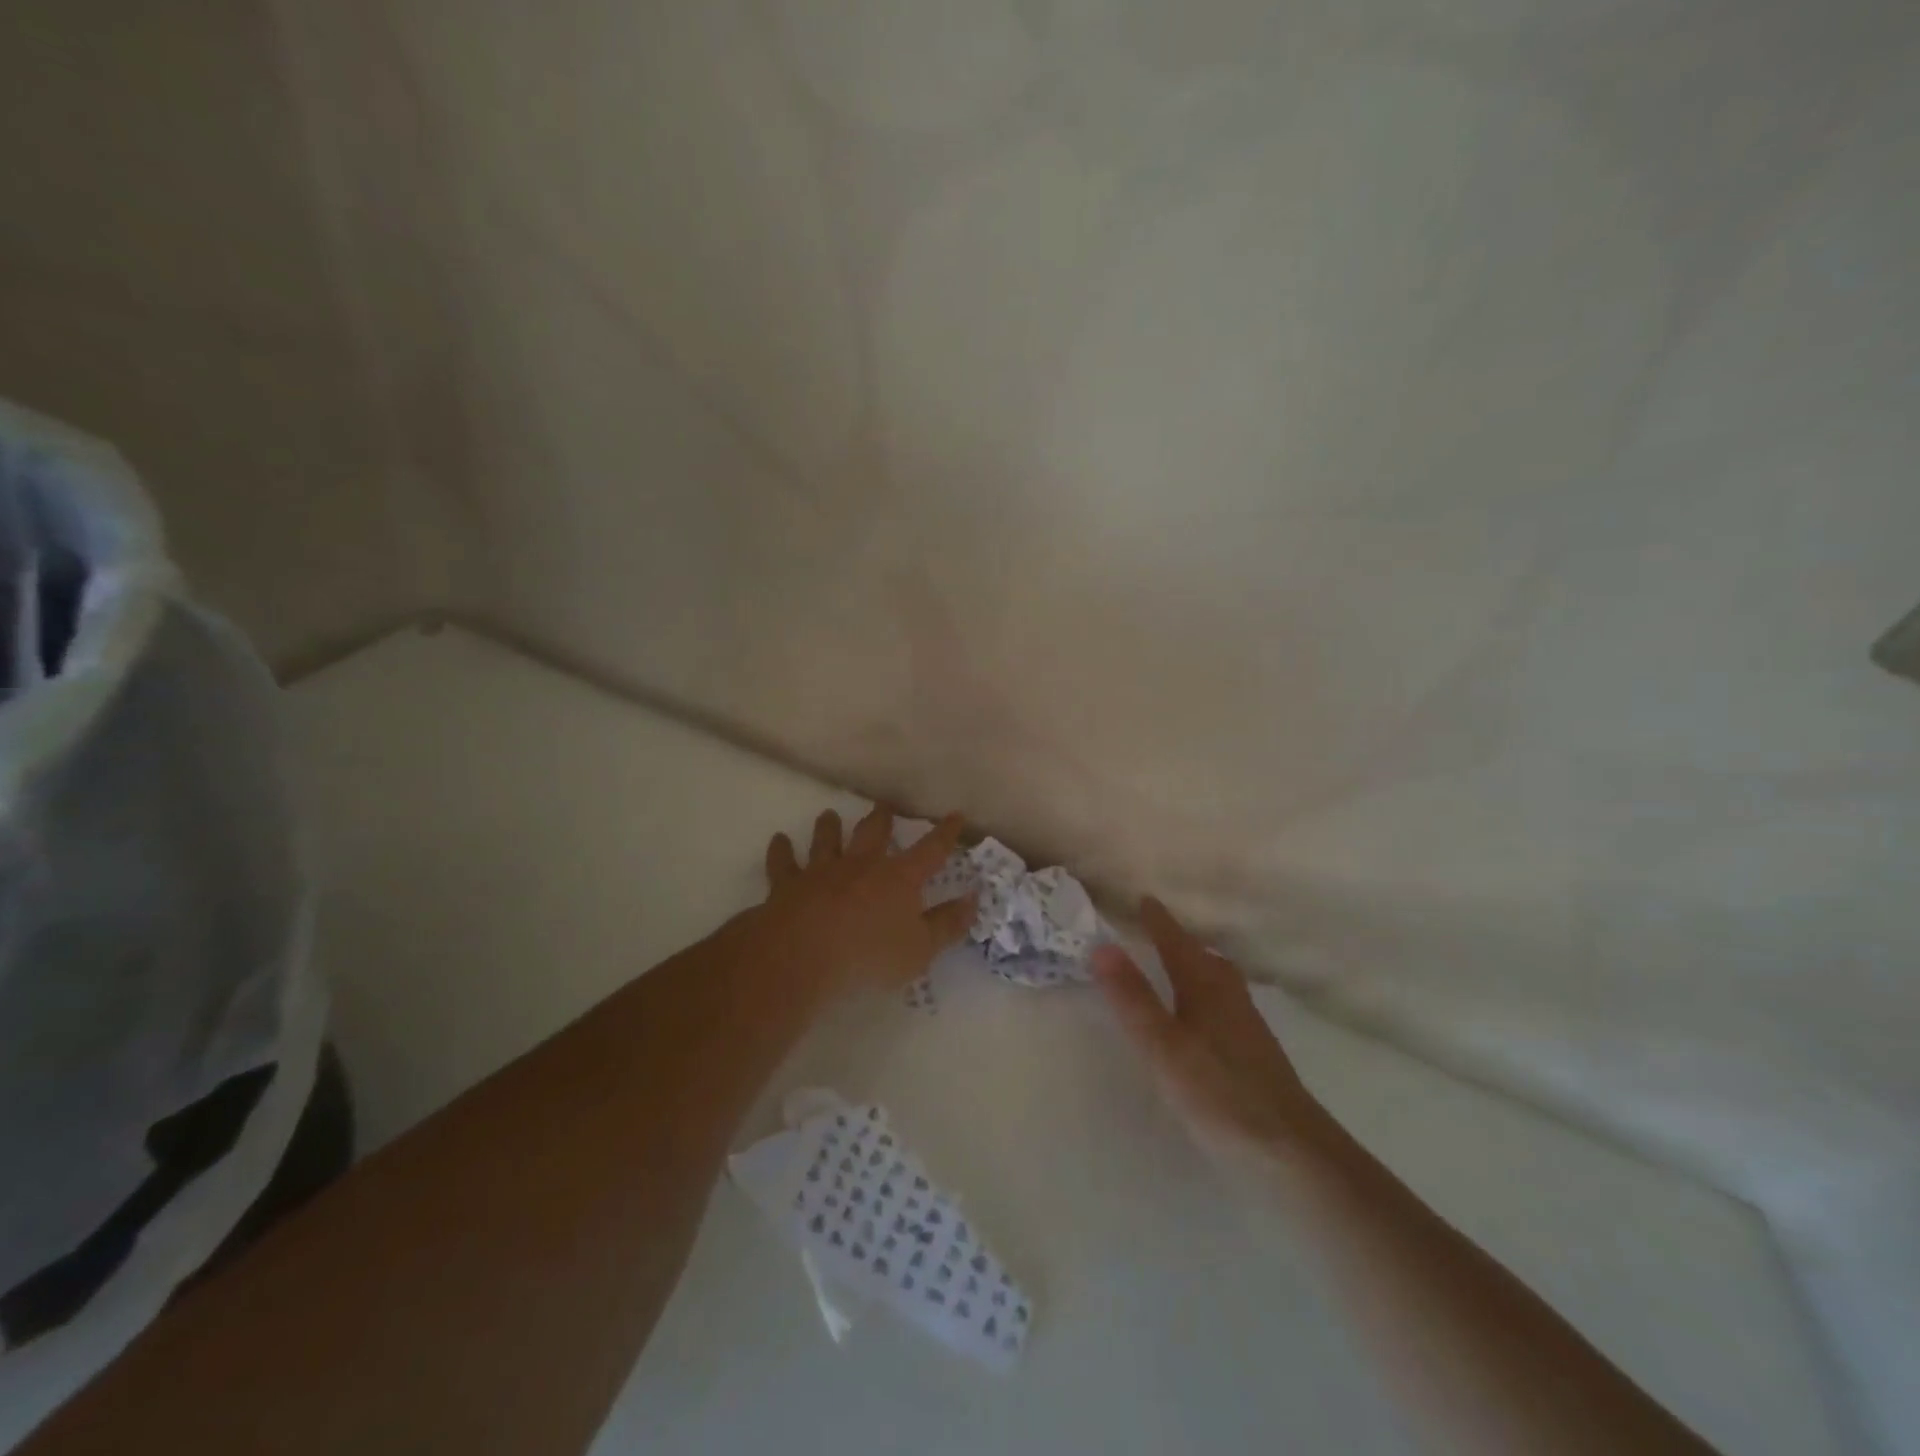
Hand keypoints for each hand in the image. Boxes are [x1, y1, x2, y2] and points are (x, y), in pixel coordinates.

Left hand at [746, 806, 976, 1000]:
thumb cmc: (869, 956)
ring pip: (827, 840)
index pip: (930, 851)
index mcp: (898, 878)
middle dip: (881, 818)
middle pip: (873, 833)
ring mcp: (822, 871)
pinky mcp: (788, 885)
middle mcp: (861, 865)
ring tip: (829, 815)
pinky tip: (779, 840)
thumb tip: (973, 900)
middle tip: (884, 805)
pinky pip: (784, 863)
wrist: (802, 955)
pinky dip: (781, 850)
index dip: (945, 834)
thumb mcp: (920, 949)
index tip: (955, 815)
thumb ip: (947, 925)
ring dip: (829, 827)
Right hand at [1094, 898, 1335, 1171]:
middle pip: (1204, 958)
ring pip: (1220, 981)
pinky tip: (1204, 1019)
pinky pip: (1227, 1004)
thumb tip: (1102, 946)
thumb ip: (1133, 998)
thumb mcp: (1162, 1046)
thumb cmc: (1218, 1092)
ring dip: (1198, 966)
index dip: (1158, 922)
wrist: (1290, 1150)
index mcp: (1204, 987)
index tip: (1144, 899)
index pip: (1176, 943)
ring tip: (1181, 968)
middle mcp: (1229, 997)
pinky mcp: (1256, 1053)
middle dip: (1181, 941)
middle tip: (1159, 931)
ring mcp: (1247, 1026)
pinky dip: (1209, 995)